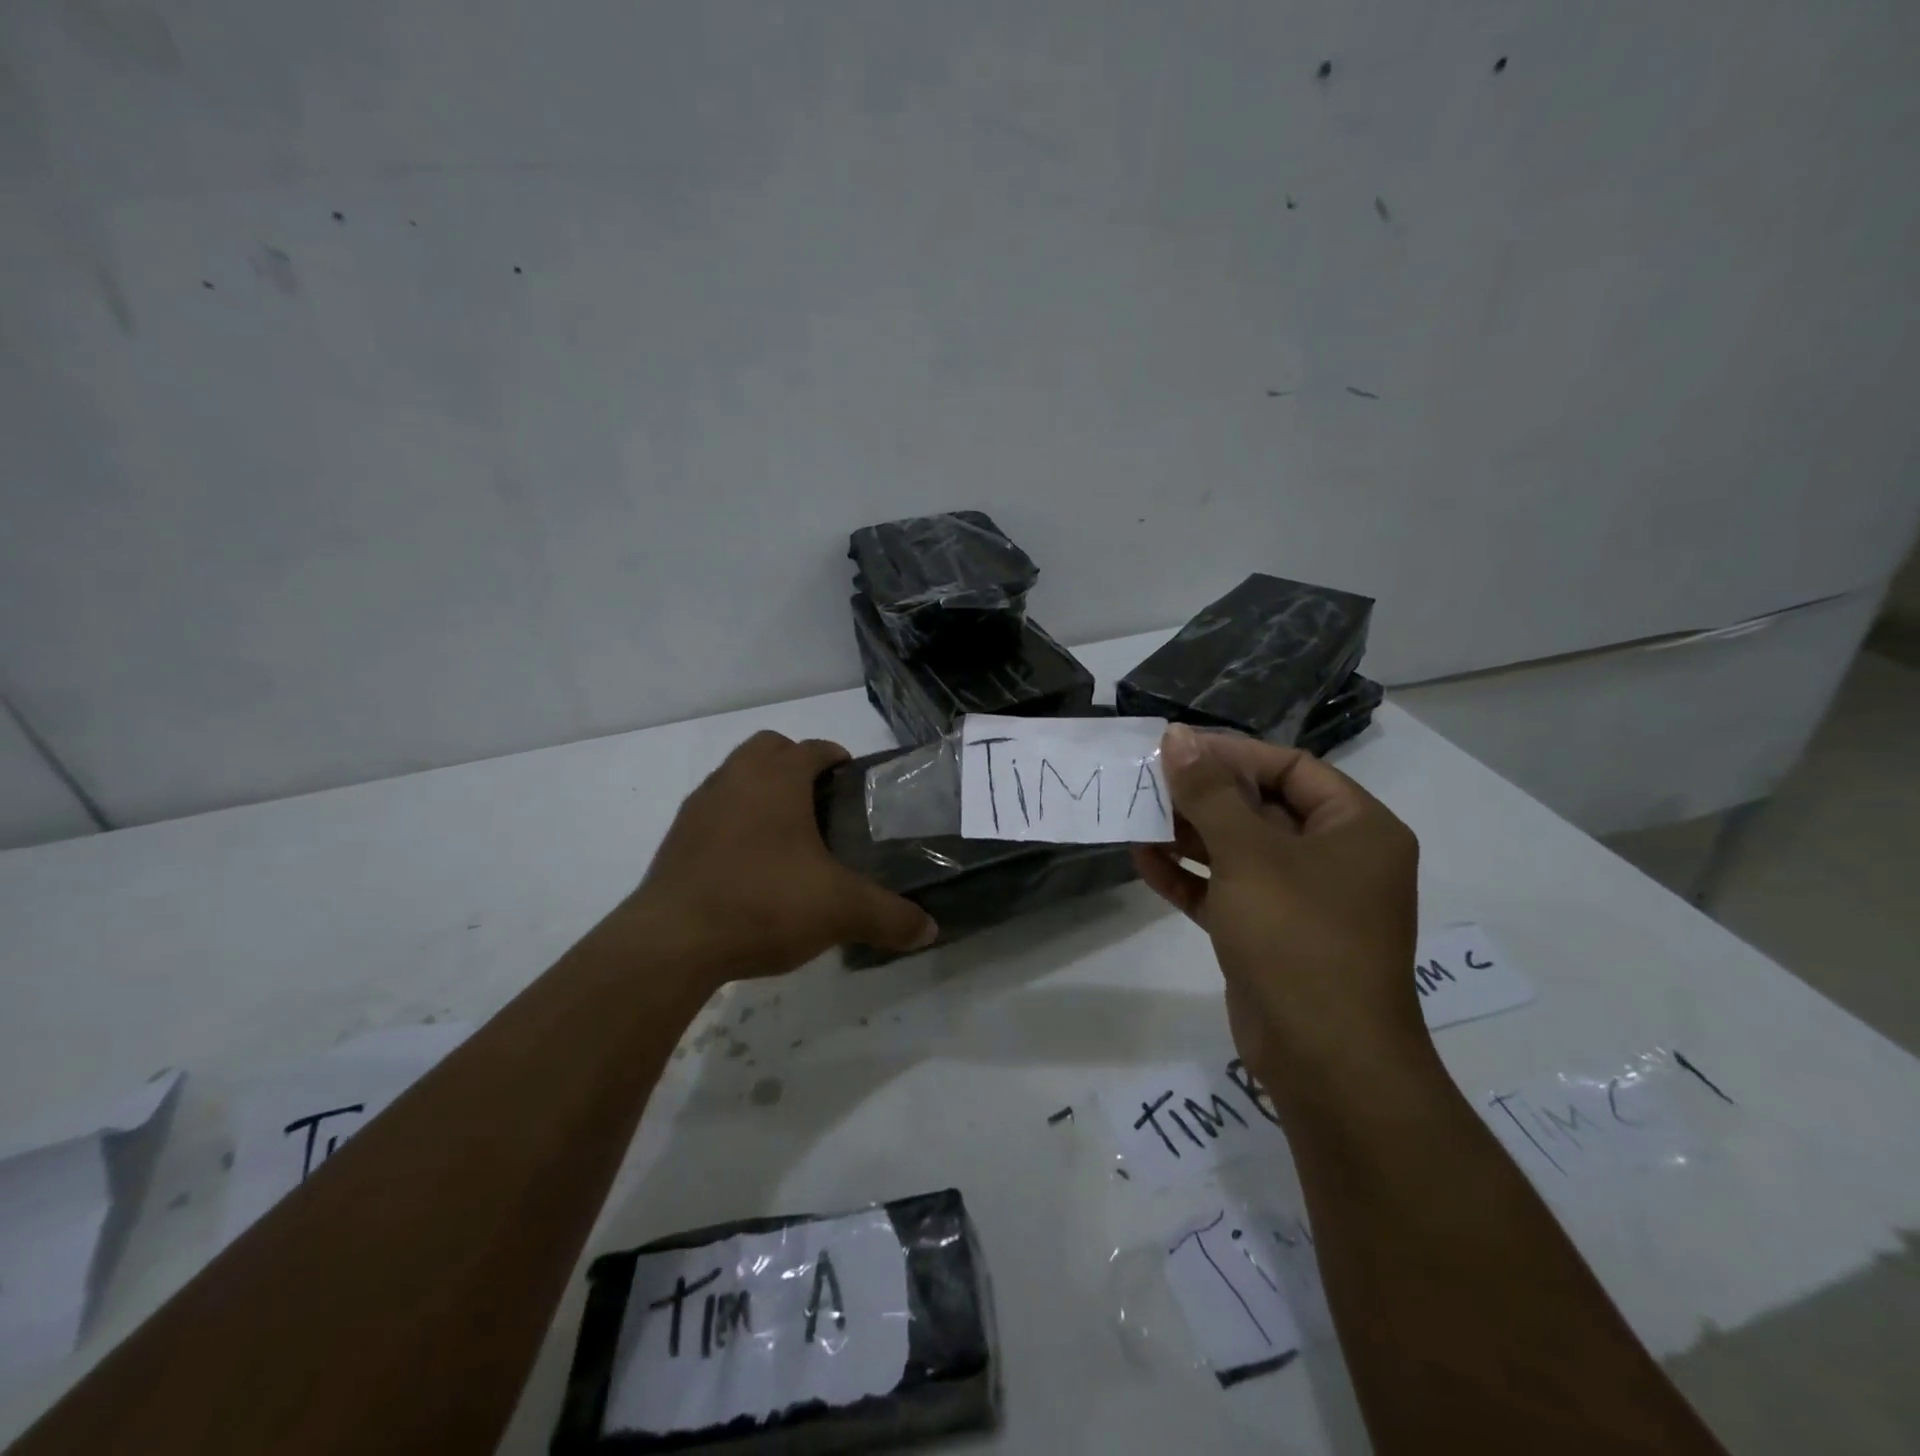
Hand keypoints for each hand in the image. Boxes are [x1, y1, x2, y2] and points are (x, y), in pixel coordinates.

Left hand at [623, 731, 936, 985]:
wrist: (673, 941)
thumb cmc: (765, 903)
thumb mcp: (841, 911)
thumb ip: (891, 917)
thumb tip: (930, 930)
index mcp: (777, 778)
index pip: (814, 748)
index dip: (837, 759)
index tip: (854, 784)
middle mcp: (736, 778)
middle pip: (769, 749)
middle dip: (795, 764)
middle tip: (821, 805)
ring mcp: (700, 806)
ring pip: (736, 777)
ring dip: (761, 791)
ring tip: (786, 836)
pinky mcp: (676, 838)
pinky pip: (713, 811)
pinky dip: (734, 822)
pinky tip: (749, 865)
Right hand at [1131, 725, 1426, 1119]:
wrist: (1325, 1061)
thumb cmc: (1298, 937)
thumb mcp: (1249, 854)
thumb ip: (1209, 793)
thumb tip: (1177, 736)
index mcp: (1356, 829)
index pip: (1291, 768)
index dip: (1233, 753)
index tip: (1177, 747)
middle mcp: (1335, 859)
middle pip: (1262, 808)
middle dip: (1203, 795)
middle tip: (1148, 780)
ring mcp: (1302, 901)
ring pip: (1240, 852)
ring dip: (1189, 835)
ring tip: (1136, 815)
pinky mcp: (1270, 936)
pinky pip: (1227, 892)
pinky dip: (1190, 877)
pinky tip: (1143, 861)